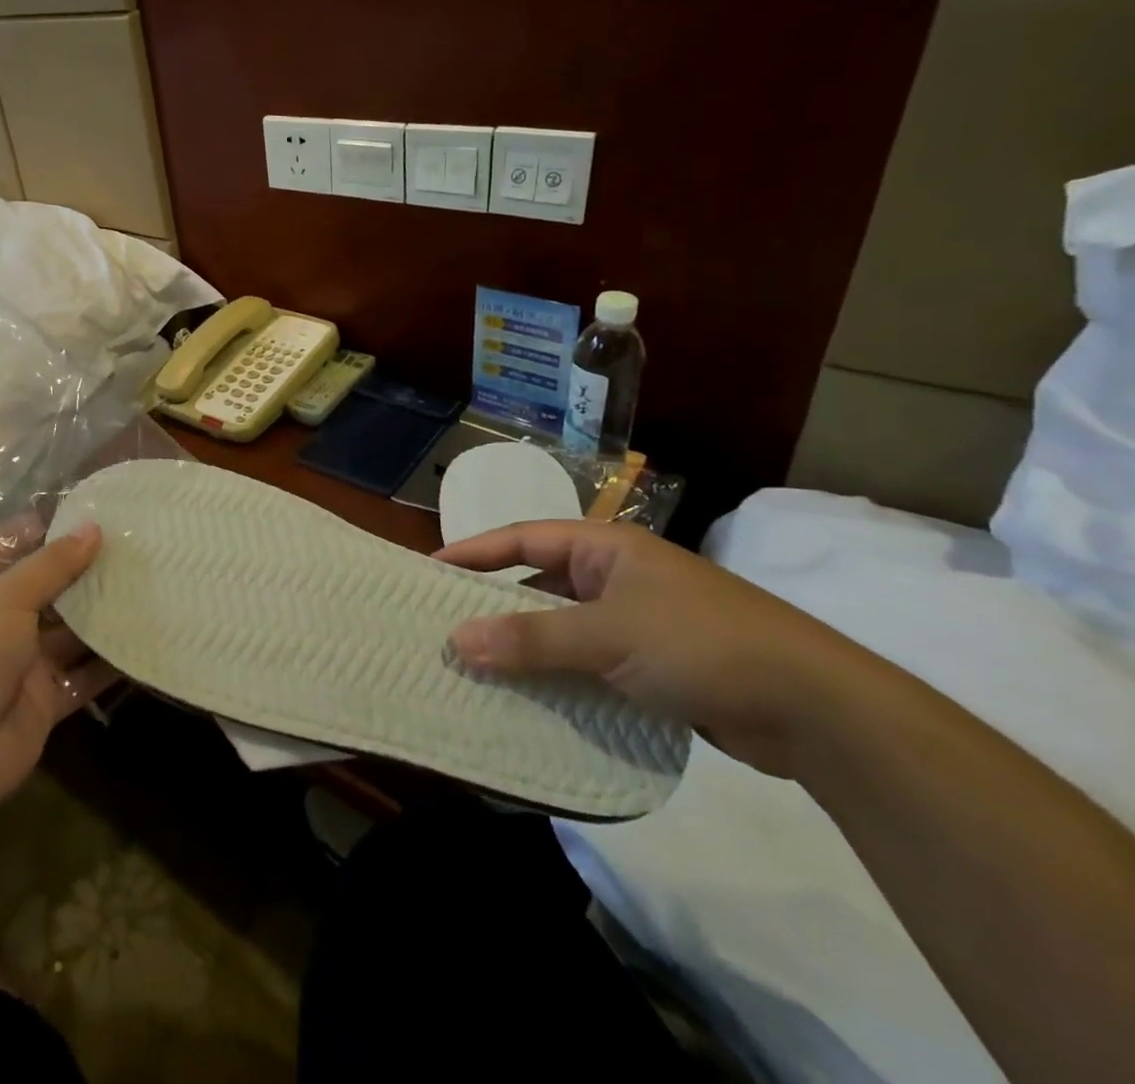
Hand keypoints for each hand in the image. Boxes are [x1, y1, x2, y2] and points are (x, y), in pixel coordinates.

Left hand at [0, 516, 116, 820]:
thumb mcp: (6, 598)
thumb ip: (52, 565)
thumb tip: (93, 528)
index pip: (6, 549)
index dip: (37, 530)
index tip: (82, 512)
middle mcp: (1, 623)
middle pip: (46, 589)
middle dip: (82, 570)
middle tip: (131, 547)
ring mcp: (25, 663)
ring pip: (71, 632)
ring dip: (102, 613)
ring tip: (148, 585)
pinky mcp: (48, 699)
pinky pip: (85, 675)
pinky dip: (111, 664)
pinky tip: (145, 643)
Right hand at [438, 520, 874, 777]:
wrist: (818, 710)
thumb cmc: (701, 644)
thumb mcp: (607, 636)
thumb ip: (532, 638)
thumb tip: (458, 641)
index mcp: (607, 548)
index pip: (523, 538)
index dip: (475, 551)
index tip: (430, 570)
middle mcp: (618, 577)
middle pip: (540, 582)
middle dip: (496, 605)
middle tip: (447, 625)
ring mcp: (639, 621)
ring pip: (564, 627)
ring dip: (527, 646)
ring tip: (479, 667)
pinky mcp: (655, 666)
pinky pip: (589, 663)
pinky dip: (560, 676)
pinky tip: (533, 698)